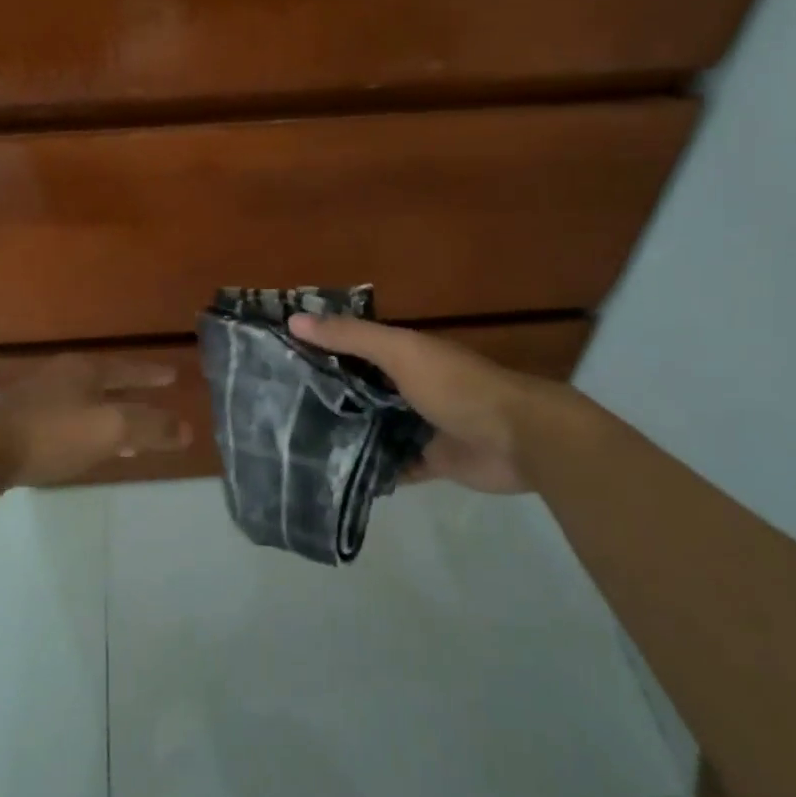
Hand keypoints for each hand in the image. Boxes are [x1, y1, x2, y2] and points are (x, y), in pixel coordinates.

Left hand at [0, 354, 190, 487]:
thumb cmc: (53, 433)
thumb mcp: (111, 429)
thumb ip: (151, 427)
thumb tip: (187, 429)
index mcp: (85, 369)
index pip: (129, 368)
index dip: (152, 374)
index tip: (174, 376)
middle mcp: (62, 376)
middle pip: (107, 382)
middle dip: (132, 393)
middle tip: (156, 400)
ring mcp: (38, 398)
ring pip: (86, 403)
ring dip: (110, 415)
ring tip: (129, 436)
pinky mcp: (20, 422)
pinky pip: (67, 421)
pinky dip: (88, 430)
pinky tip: (87, 449)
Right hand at [287, 315, 566, 494]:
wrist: (518, 438)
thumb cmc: (456, 386)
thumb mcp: (400, 351)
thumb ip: (350, 337)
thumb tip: (293, 319)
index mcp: (403, 354)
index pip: (352, 348)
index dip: (319, 350)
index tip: (277, 360)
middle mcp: (408, 387)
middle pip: (360, 389)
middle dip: (327, 396)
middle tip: (277, 410)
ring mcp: (419, 425)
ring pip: (373, 428)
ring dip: (346, 434)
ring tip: (297, 444)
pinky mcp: (430, 460)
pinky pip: (393, 466)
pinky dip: (371, 470)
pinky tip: (336, 476)